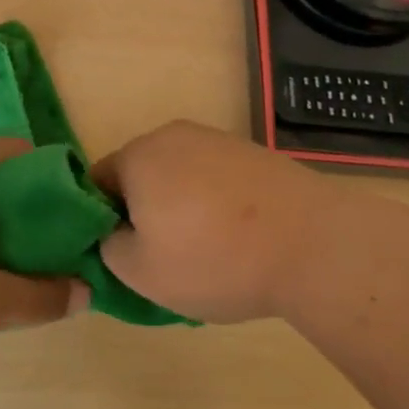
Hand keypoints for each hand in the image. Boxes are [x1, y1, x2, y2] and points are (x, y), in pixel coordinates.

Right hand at [94, 121, 333, 323]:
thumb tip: (113, 234)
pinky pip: (215, 178)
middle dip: (143, 212)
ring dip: (180, 207)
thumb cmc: (214, 258)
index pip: (97, 182)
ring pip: (179, 176)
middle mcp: (172, 135)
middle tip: (162, 258)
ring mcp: (216, 140)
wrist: (310, 243)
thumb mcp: (142, 273)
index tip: (123, 254)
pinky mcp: (251, 152)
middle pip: (140, 175)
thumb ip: (108, 249)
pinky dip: (214, 204)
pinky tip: (237, 238)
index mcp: (138, 156)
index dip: (102, 220)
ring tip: (206, 252)